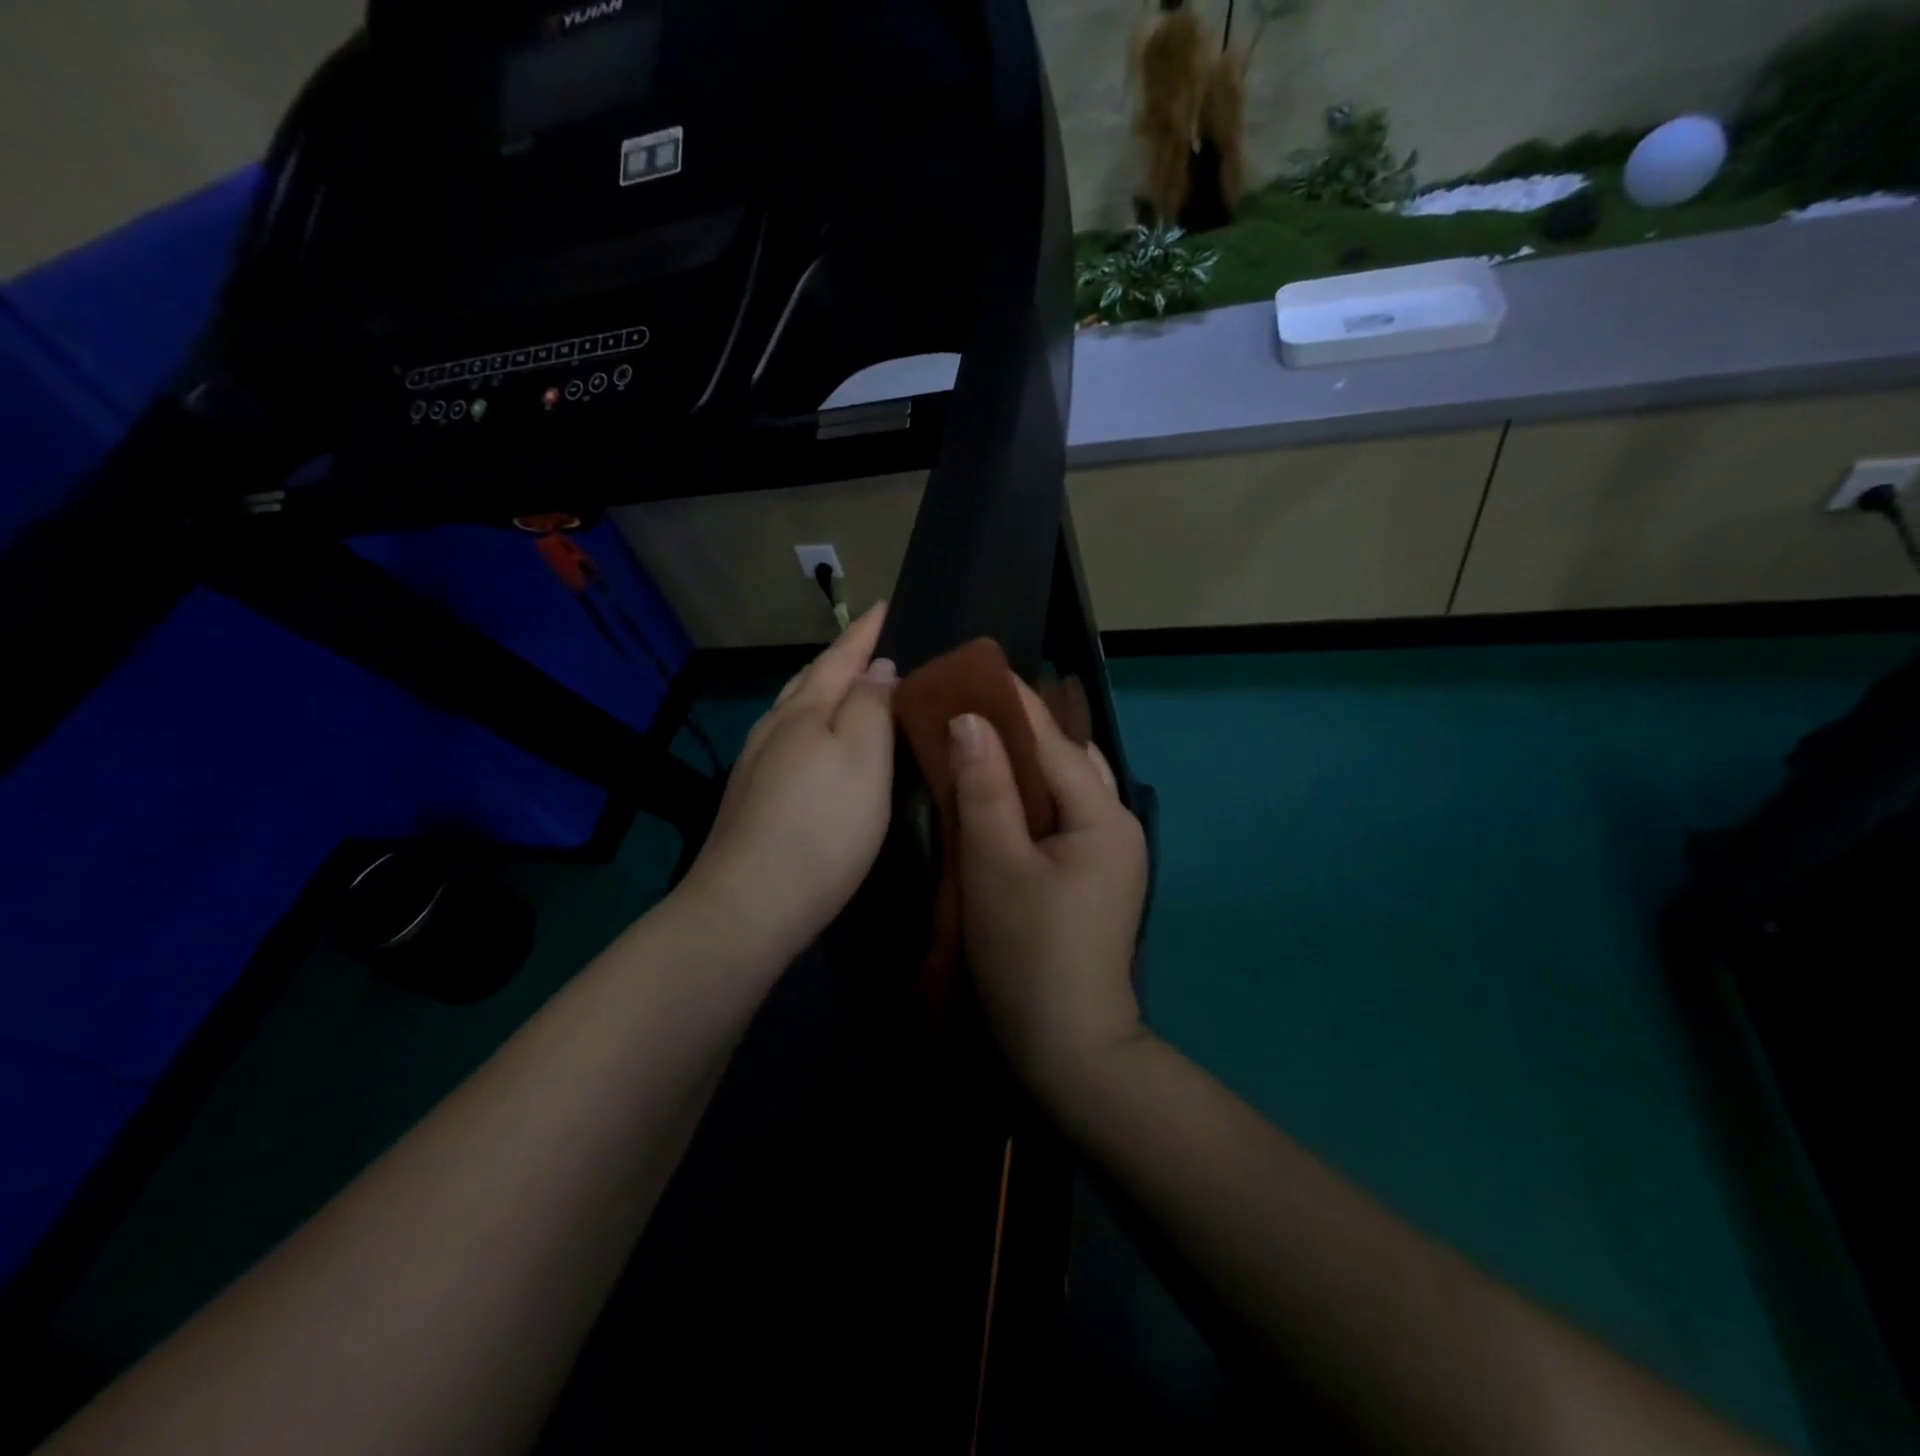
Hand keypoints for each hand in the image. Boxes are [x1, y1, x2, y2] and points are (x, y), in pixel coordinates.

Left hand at [680, 603, 897, 961]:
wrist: (749, 904)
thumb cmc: (822, 826)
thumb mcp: (863, 757)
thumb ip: (871, 706)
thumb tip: (876, 667)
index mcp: (805, 711)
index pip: (841, 658)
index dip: (865, 632)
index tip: (884, 604)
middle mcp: (774, 728)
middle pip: (810, 680)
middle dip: (840, 659)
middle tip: (869, 644)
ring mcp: (756, 764)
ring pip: (793, 710)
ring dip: (821, 691)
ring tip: (847, 688)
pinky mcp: (750, 797)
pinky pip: (787, 740)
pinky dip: (809, 726)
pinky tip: (814, 744)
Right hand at [950, 679, 1148, 1095]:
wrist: (1069, 1045)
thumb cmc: (1028, 951)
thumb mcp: (996, 864)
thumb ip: (985, 788)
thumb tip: (970, 720)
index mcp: (1103, 815)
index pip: (1054, 740)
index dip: (1013, 702)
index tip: (974, 668)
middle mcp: (1117, 824)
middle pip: (1068, 759)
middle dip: (1022, 729)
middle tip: (969, 707)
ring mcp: (1110, 854)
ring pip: (1066, 788)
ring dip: (1028, 764)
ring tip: (981, 743)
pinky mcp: (1094, 877)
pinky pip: (1063, 818)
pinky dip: (1032, 798)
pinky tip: (1001, 798)